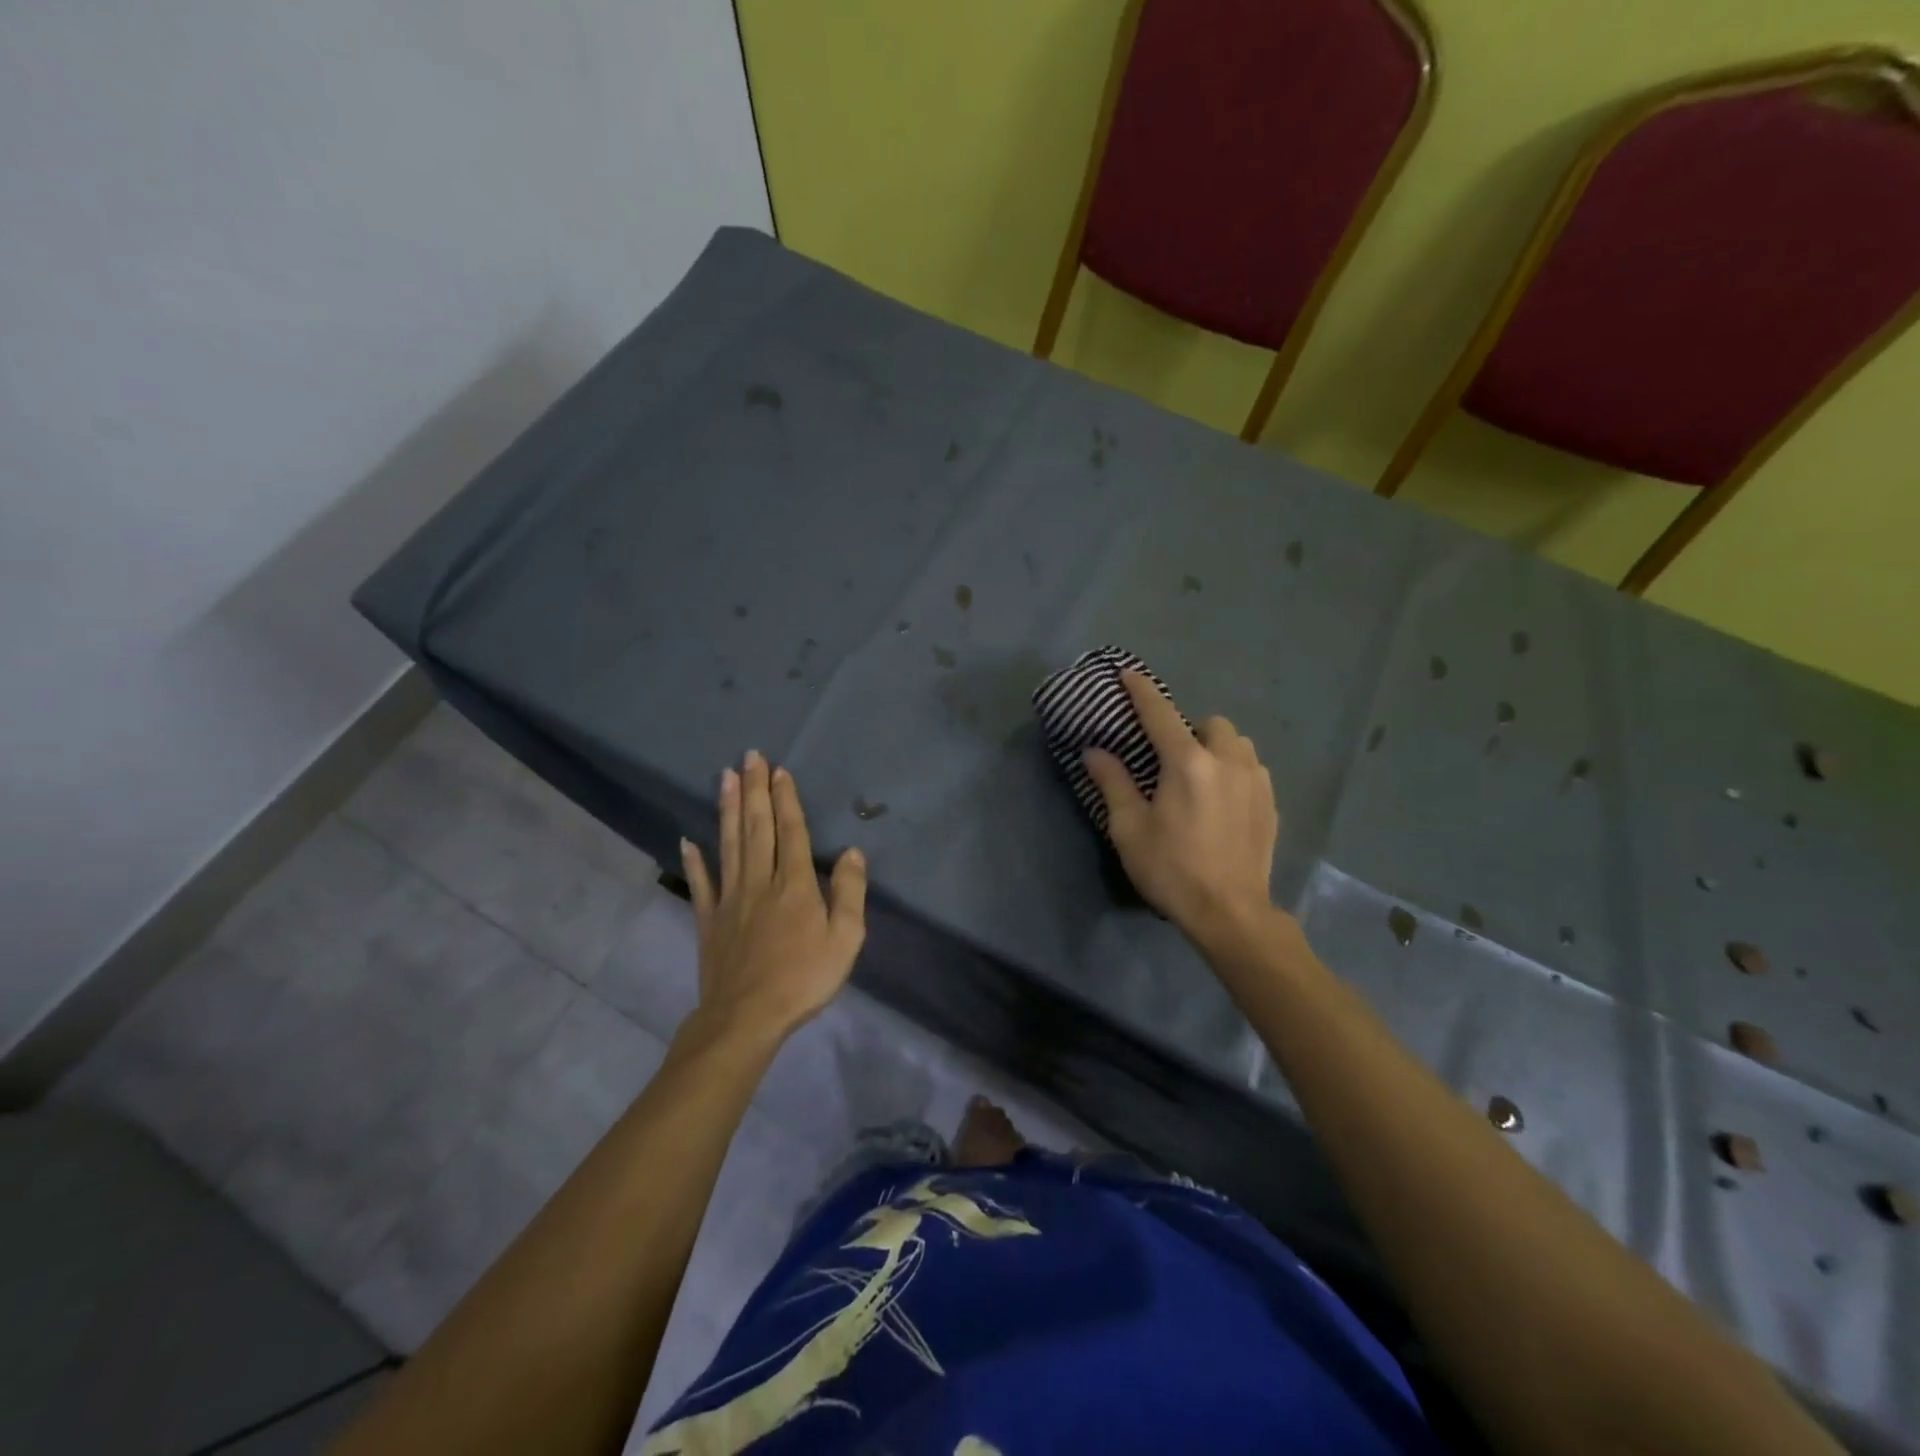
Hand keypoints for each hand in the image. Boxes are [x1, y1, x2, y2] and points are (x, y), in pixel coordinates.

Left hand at [680, 752, 866, 1040]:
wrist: (747, 1017)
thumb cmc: (804, 978)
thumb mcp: (846, 939)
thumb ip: (851, 893)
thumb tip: (854, 852)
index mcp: (795, 884)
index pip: (791, 831)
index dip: (786, 798)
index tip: (779, 769)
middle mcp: (760, 880)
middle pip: (757, 827)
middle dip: (755, 789)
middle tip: (749, 756)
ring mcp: (730, 898)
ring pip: (729, 844)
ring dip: (728, 809)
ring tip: (725, 777)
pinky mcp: (709, 919)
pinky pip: (701, 884)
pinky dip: (695, 860)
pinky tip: (688, 840)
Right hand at [1082, 671, 1279, 949]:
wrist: (1230, 913)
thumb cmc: (1172, 870)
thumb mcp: (1129, 829)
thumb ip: (1113, 783)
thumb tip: (1095, 751)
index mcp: (1186, 764)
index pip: (1160, 714)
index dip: (1142, 692)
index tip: (1129, 674)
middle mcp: (1226, 761)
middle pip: (1210, 723)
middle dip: (1190, 729)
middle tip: (1171, 757)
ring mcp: (1255, 781)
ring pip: (1238, 743)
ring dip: (1217, 747)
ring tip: (1202, 774)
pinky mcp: (1271, 803)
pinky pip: (1253, 768)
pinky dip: (1235, 770)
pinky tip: (1224, 799)